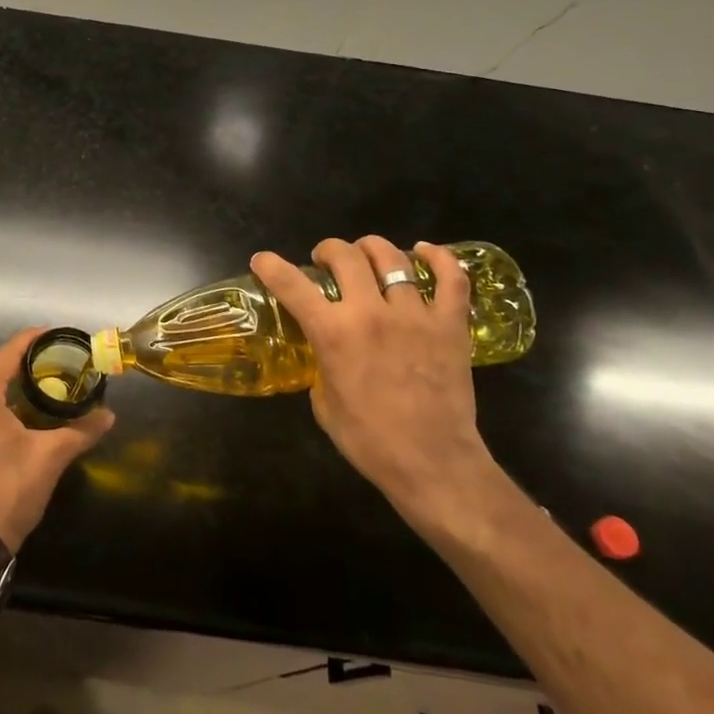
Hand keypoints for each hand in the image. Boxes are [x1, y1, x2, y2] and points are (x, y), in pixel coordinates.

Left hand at [0, 329, 114, 552]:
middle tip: (49, 369)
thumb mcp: (50, 457)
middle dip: (18, 369)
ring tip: (29, 394)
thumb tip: (109, 415)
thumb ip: (81, 430)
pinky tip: (1, 424)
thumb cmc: (9, 490)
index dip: (33, 341)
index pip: (8, 353)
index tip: (55, 337)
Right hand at [252, 237, 496, 523]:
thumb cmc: (370, 441)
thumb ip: (321, 367)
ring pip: (392, 258)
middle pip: (345, 255)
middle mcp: (370, 312)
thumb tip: (324, 355)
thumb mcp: (324, 404)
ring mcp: (414, 314)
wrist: (433, 464)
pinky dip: (440, 258)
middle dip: (328, 250)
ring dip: (372, 249)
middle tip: (326, 261)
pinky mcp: (450, 325)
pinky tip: (426, 251)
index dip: (271, 265)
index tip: (262, 260)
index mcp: (332, 333)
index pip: (291, 284)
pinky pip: (451, 278)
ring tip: (367, 255)